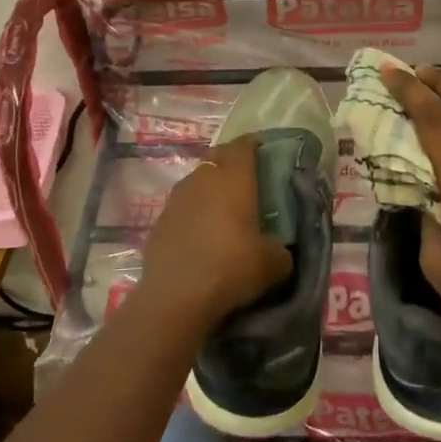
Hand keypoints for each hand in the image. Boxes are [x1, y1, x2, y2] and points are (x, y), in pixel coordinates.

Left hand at [139, 135, 293, 331]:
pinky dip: (193, 211)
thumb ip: (281, 249)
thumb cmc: (231, 268)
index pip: (243, 146)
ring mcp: (176, 198)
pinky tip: (199, 233)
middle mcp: (203, 179)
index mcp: (234, 179)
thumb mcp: (273, 264)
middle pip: (217, 157)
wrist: (175, 297)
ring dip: (210, 186)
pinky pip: (181, 206)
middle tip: (246, 178)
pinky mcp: (159, 221)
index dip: (253, 144)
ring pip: (197, 180)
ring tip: (222, 208)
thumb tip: (279, 250)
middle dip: (231, 161)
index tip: (264, 152)